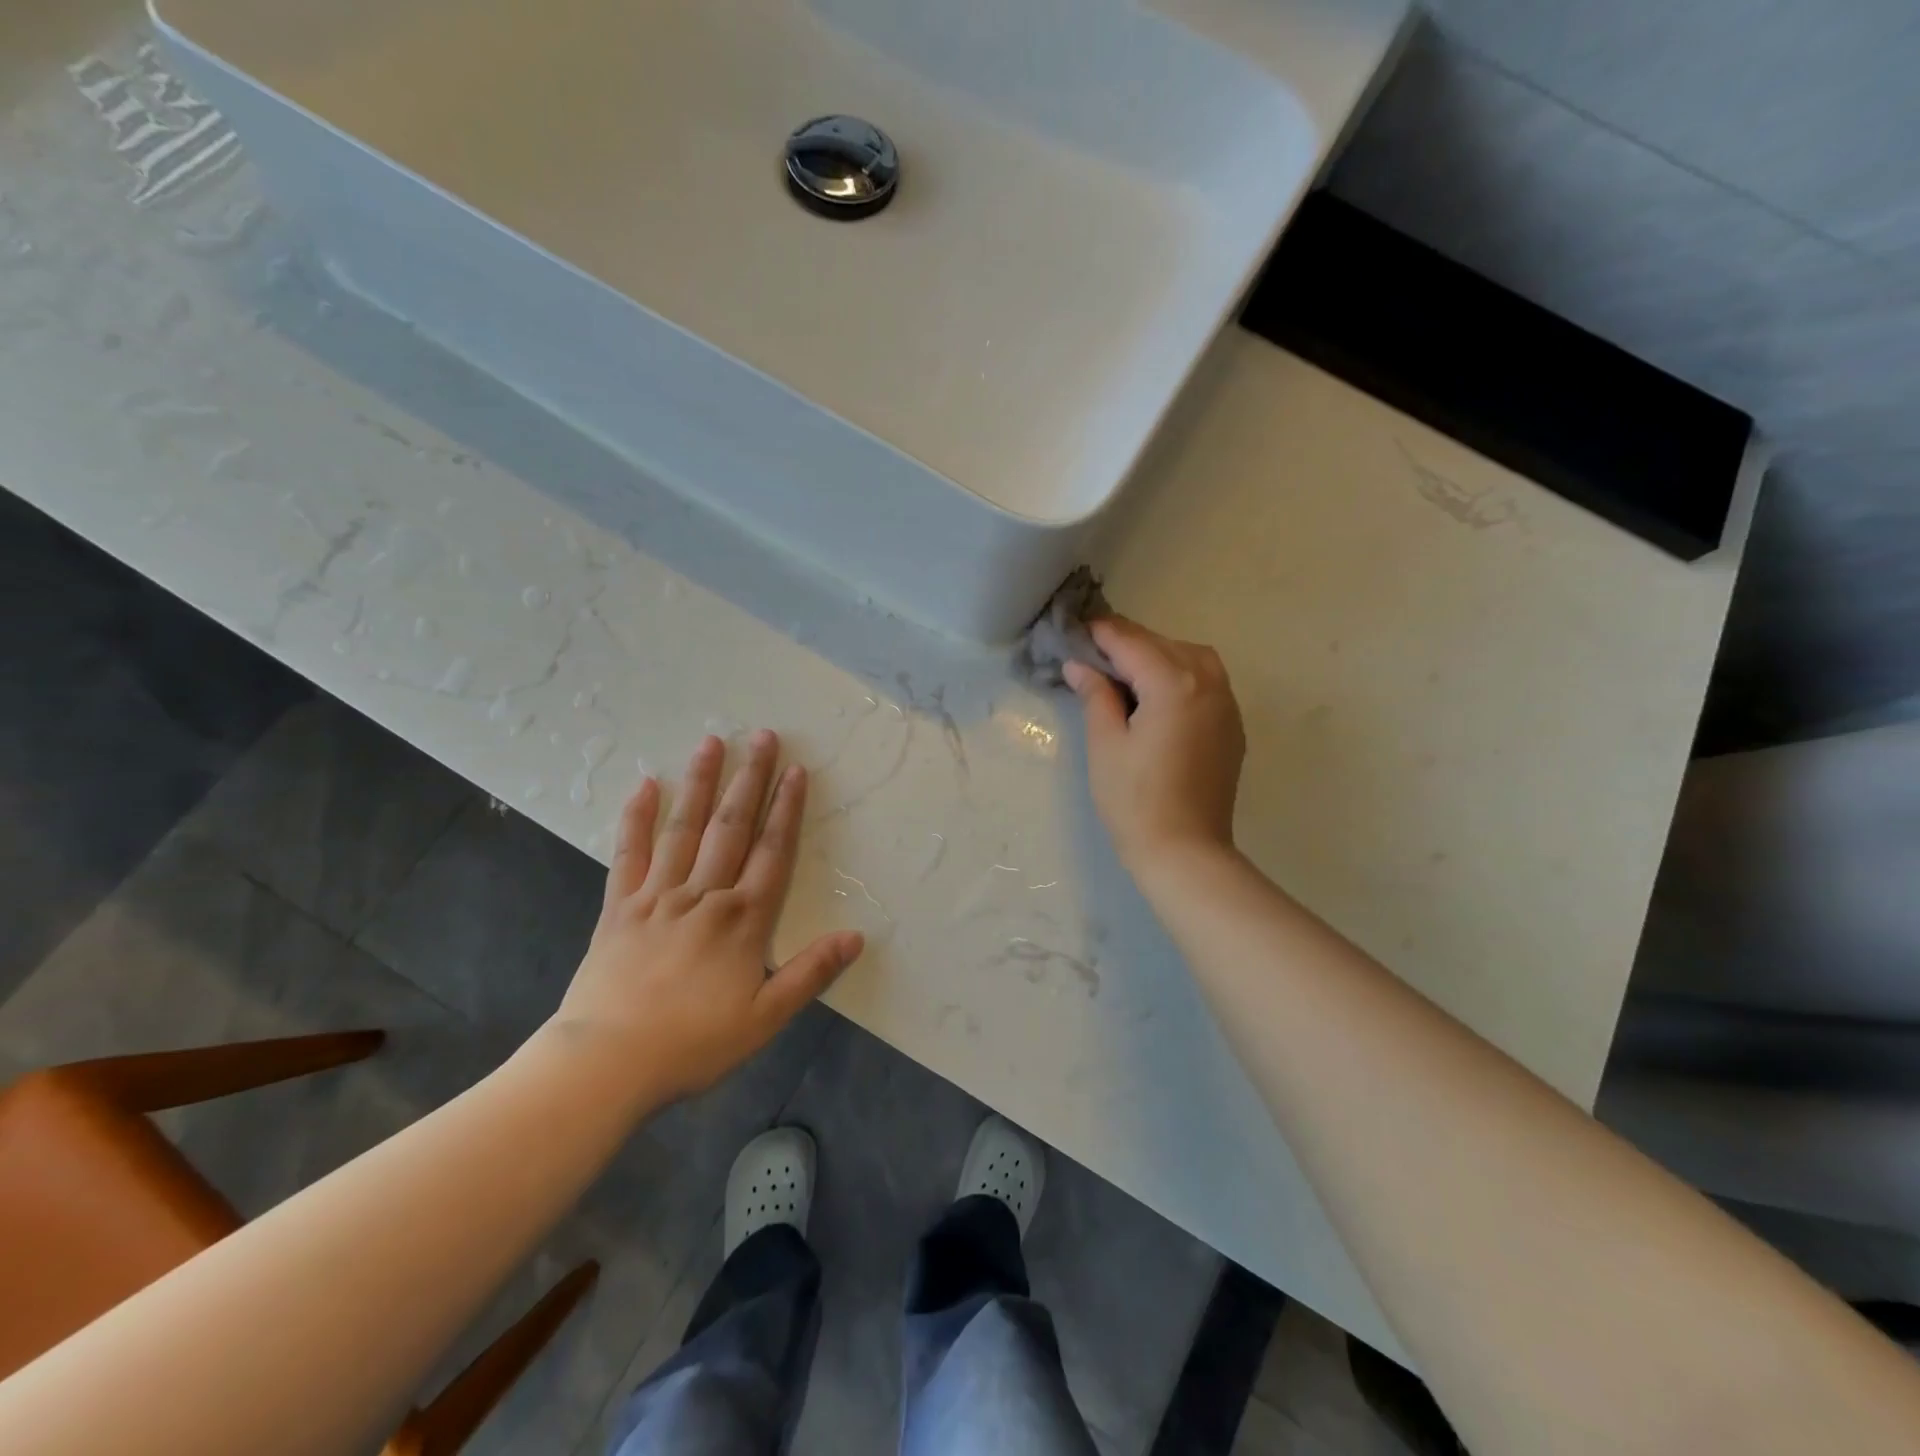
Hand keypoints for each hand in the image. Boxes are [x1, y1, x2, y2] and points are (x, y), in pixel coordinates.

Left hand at [551, 731, 863, 1100]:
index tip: (795, 769)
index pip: (772, 851)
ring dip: (700, 783)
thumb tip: (856, 936)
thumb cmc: (692, 1044)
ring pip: (683, 828)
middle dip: (750, 779)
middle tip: (762, 735)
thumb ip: (811, 973)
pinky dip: (637, 818)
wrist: (606, 1064)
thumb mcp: (765, 1018)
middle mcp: (704, 895)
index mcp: (743, 919)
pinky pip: (629, 854)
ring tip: (712, 742)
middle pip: (731, 826)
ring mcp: (657, 897)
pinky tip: (645, 785)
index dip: (787, 809)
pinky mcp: (618, 908)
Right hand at [1064, 617, 1245, 871]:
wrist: (1186, 851)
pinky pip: (1207, 681)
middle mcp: (1208, 682)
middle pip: (1163, 644)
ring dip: (1157, 655)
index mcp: (1174, 683)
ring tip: (1125, 673)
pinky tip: (1156, 694)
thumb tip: (1080, 665)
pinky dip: (1179, 674)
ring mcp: (1227, 704)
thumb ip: (1096, 695)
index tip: (1075, 630)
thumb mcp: (1105, 744)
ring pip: (1191, 657)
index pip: (1131, 643)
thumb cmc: (1135, 800)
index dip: (1101, 634)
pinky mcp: (1232, 726)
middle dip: (1127, 642)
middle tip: (1092, 653)